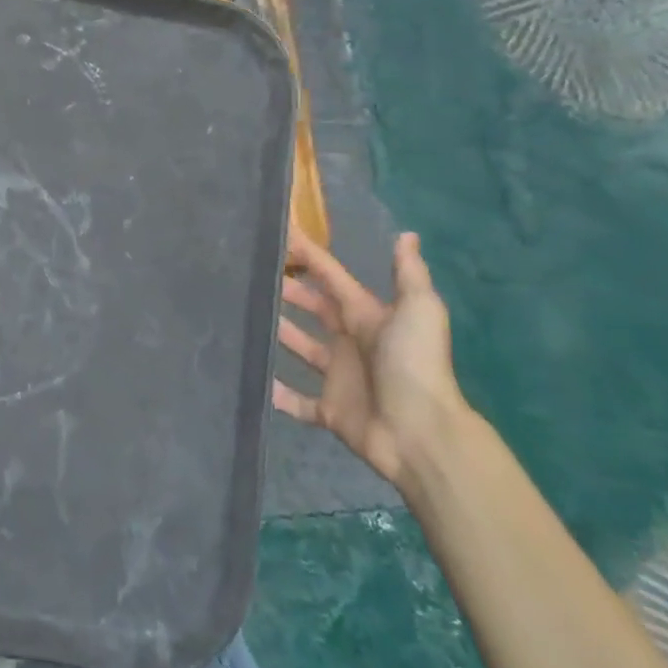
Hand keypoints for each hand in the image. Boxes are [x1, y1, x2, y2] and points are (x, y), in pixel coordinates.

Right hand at [272, 228, 466, 493]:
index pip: (332, 278)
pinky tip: (254, 378)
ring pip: (301, 348)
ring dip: (279, 333)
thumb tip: (406, 234)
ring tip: (245, 315)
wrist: (421, 433)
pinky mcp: (329, 410)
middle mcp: (350, 341)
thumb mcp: (419, 309)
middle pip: (314, 309)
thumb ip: (408, 273)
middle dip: (288, 291)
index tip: (279, 235)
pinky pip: (297, 401)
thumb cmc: (414, 363)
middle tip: (254, 274)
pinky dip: (278, 393)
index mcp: (366, 316)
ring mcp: (338, 377)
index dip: (309, 256)